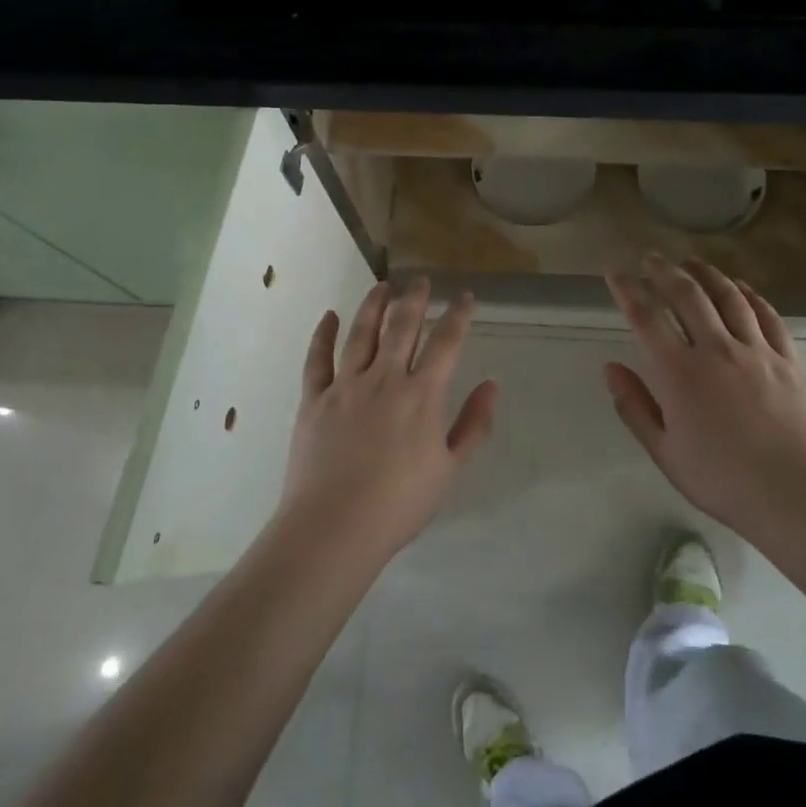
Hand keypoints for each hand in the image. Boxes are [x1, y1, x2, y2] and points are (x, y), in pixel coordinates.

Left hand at [279, 278, 498, 566]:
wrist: (335, 526)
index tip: (465, 297)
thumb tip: (492, 385)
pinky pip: (317, 358)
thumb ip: (474, 425)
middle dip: (414, 298)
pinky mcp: (314, 398)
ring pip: (361, 332)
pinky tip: (328, 316)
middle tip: (420, 280)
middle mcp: (385, 378)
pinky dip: (322, 333)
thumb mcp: (450, 469)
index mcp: (422, 395)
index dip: (458, 315)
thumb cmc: (400, 503)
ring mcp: (345, 385)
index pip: (446, 342)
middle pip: (402, 325)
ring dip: (373, 304)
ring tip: (382, 285)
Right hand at [604, 255, 805, 534]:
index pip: (646, 317)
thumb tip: (610, 368)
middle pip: (687, 295)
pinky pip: (767, 316)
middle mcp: (715, 349)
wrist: (797, 494)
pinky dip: (751, 295)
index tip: (616, 272)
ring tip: (692, 261)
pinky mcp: (788, 359)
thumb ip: (635, 407)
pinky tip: (742, 287)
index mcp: (679, 372)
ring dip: (707, 274)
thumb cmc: (722, 480)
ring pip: (729, 297)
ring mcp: (756, 350)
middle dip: (665, 271)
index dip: (627, 289)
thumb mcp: (665, 452)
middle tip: (651, 257)